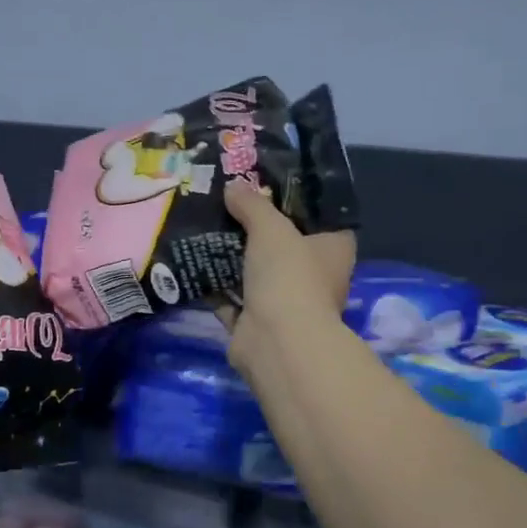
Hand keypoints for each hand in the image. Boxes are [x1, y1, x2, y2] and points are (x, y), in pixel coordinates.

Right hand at [221, 183, 355, 377]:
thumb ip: (252, 205)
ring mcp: (285, 303)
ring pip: (256, 273)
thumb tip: (233, 187)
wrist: (276, 341)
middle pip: (285, 246)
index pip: (323, 219)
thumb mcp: (270, 228)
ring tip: (205, 228)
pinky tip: (192, 263)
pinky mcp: (256, 323)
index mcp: (334, 250)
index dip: (299, 203)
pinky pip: (231, 298)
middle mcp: (315, 277)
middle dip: (258, 230)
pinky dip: (215, 285)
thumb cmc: (289, 276)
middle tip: (229, 204)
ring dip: (233, 258)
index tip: (270, 186)